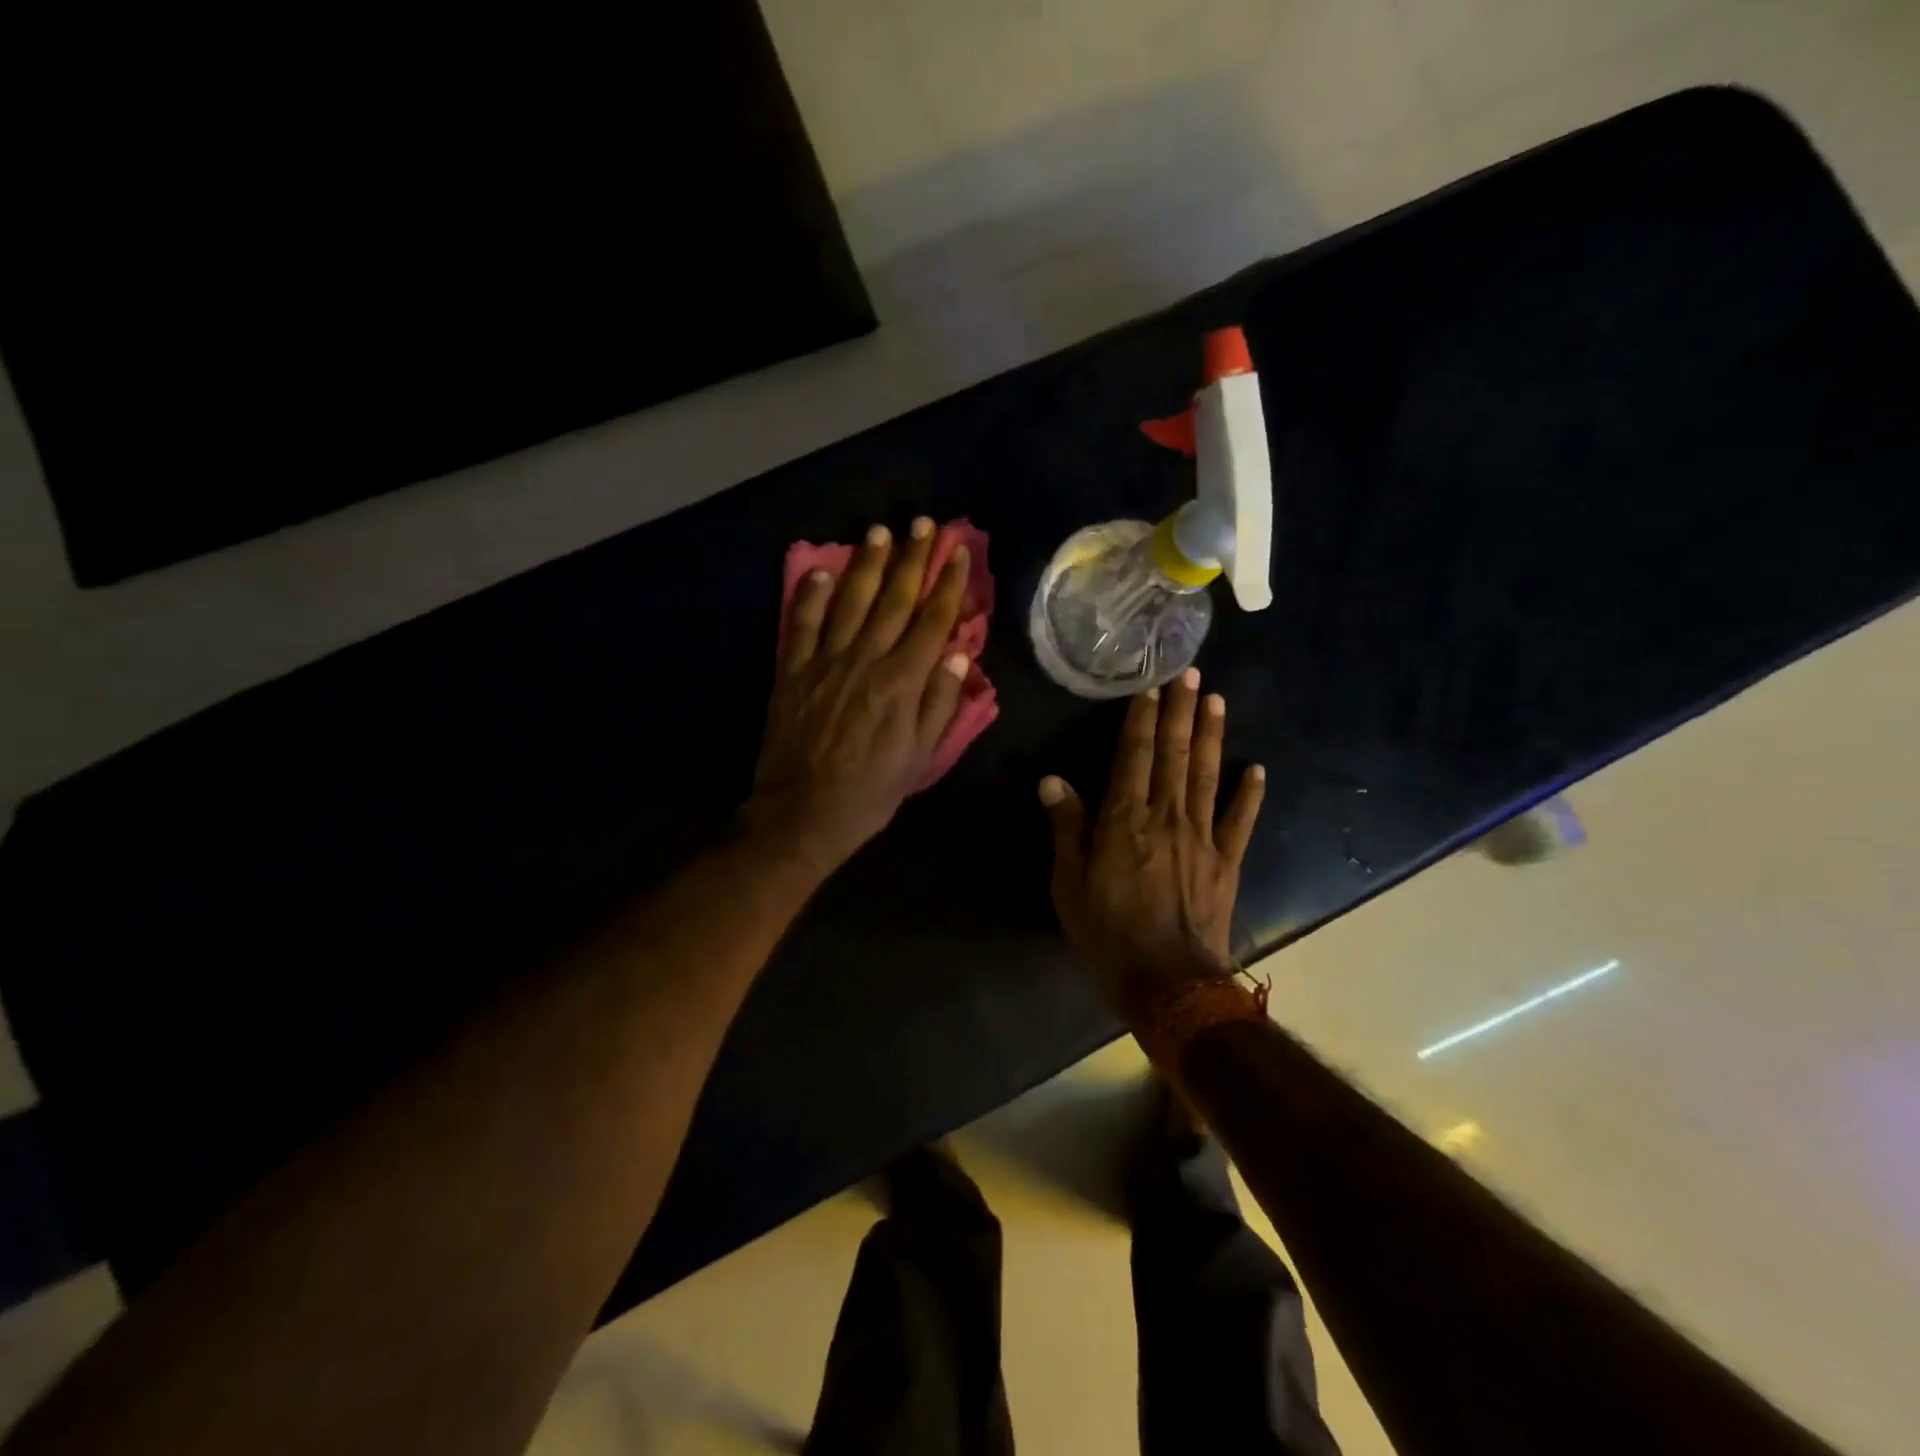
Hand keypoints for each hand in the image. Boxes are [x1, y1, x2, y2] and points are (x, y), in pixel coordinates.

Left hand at [746, 518, 971, 875]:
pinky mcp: (793, 671)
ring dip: (866, 564)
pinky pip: (801, 624)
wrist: (804, 811)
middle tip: (922, 524)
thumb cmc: (871, 790)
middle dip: (911, 559)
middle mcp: (865, 660)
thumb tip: (956, 652)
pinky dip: (810, 596)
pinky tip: (820, 572)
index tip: (957, 552)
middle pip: (893, 600)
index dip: (947, 584)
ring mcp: (825, 662)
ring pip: (849, 602)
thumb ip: (939, 702)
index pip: (931, 621)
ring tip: (879, 532)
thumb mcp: (920, 756)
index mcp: (902, 682)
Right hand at [1039, 669, 1264, 1022]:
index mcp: (1124, 819)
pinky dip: (1249, 794)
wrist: (1168, 982)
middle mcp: (1166, 816)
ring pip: (1206, 775)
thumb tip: (1052, 781)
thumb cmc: (1108, 933)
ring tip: (1217, 701)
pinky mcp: (1226, 861)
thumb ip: (1066, 828)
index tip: (1151, 687)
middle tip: (1191, 674)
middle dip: (1181, 712)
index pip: (1133, 756)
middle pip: (1174, 754)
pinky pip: (1240, 821)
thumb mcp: (1069, 883)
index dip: (1141, 720)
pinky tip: (1257, 769)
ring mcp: (1202, 837)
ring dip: (1211, 736)